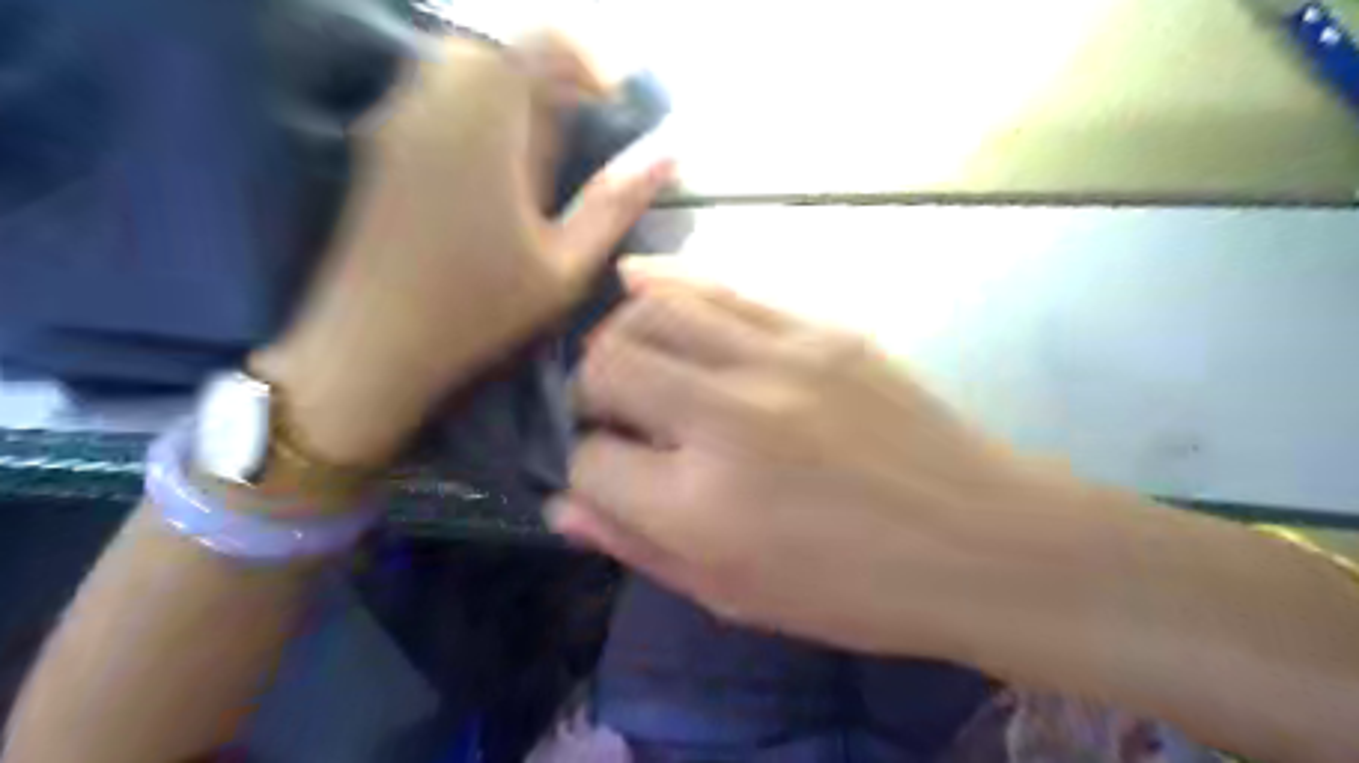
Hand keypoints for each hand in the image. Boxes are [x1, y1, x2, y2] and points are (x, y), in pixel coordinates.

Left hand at [257, 34, 673, 465]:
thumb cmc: (480, 309)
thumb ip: (617, 202)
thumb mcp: (565, 264)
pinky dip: (473, 109)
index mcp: (486, 125)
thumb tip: (670, 155)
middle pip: (498, 51)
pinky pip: (432, 95)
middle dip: (546, 77)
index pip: (538, 43)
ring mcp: (396, 120)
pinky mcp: (377, 145)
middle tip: (577, 132)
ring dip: (508, 93)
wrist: (374, 342)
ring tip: (536, 154)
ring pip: (460, 67)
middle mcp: (434, 103)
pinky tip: (490, 170)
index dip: (585, 62)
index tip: (610, 104)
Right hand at [557, 272, 1096, 659]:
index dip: (584, 469)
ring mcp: (777, 361)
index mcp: (701, 507)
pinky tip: (640, 281)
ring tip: (629, 355)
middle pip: (607, 366)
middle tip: (611, 412)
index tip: (604, 473)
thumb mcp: (734, 595)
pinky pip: (721, 286)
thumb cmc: (854, 590)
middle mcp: (726, 421)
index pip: (590, 462)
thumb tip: (562, 506)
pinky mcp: (820, 328)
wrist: (980, 540)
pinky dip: (668, 283)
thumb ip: (638, 546)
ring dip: (622, 333)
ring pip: (654, 310)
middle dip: (589, 391)